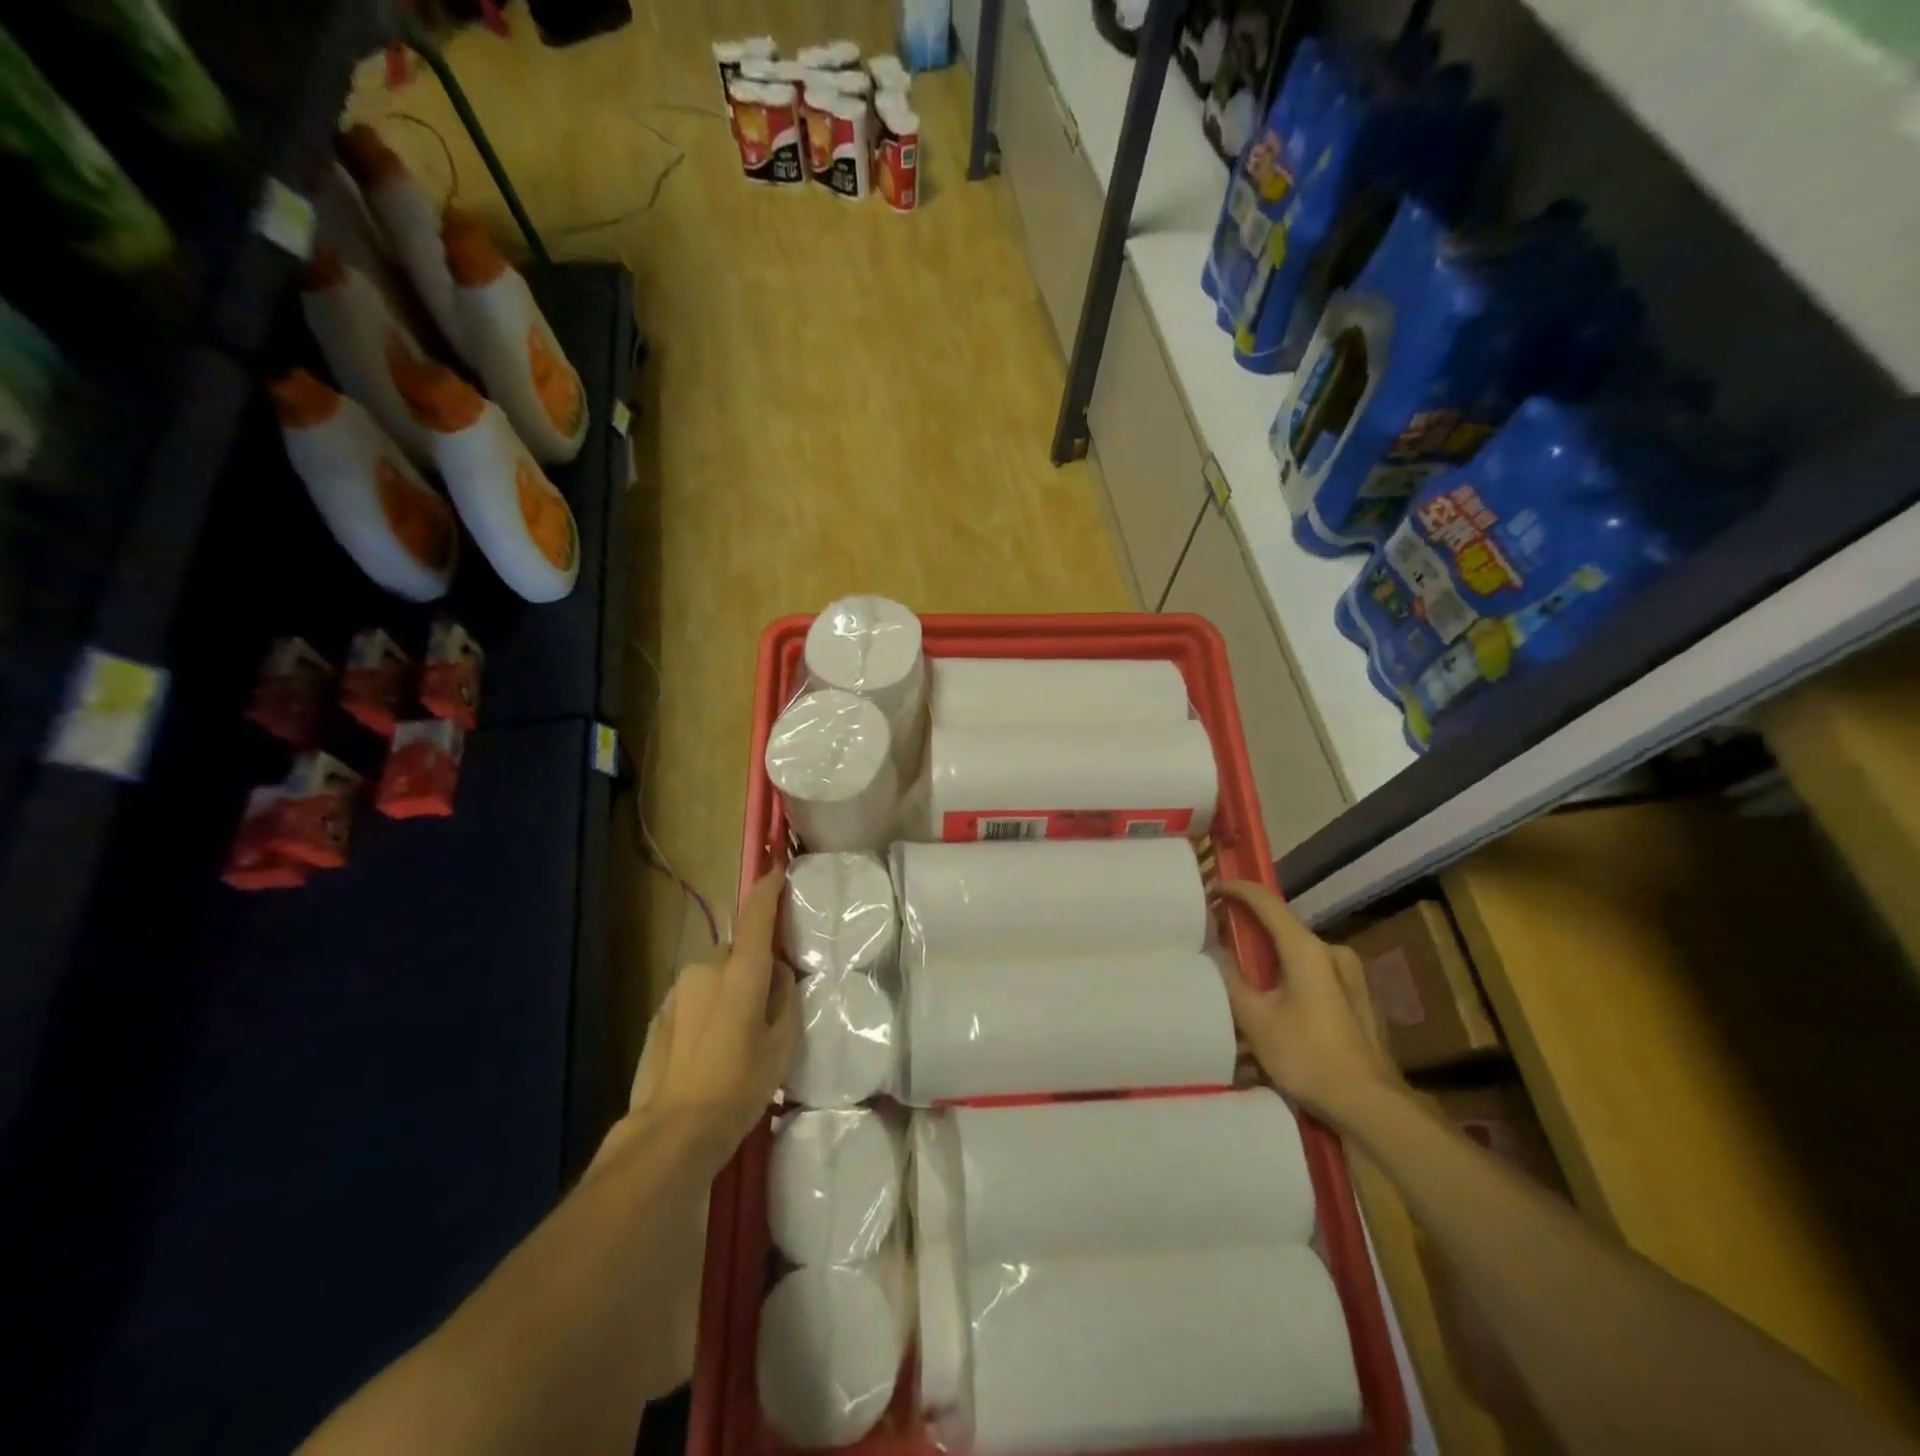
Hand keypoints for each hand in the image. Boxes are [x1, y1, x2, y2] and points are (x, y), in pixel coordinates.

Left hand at [624, 869, 799, 1163]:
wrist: (674, 1129)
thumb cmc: (740, 1085)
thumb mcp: (782, 1044)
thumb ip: (784, 998)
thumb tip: (778, 974)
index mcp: (741, 971)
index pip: (756, 917)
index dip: (769, 891)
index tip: (778, 871)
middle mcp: (706, 968)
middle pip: (735, 952)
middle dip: (750, 966)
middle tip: (764, 1004)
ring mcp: (678, 989)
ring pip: (712, 974)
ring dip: (726, 988)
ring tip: (735, 1033)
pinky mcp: (660, 1012)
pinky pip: (693, 996)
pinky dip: (706, 1007)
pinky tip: (709, 1045)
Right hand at [1214, 879, 1398, 1124]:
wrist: (1370, 1105)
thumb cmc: (1307, 1057)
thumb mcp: (1255, 1019)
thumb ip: (1231, 979)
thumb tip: (1213, 950)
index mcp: (1306, 949)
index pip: (1265, 902)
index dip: (1236, 890)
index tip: (1211, 888)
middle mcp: (1332, 951)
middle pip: (1283, 927)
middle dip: (1250, 927)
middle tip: (1219, 936)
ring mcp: (1350, 974)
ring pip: (1299, 951)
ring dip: (1270, 954)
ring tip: (1243, 971)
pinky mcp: (1358, 996)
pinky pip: (1315, 971)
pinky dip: (1290, 972)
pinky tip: (1275, 998)